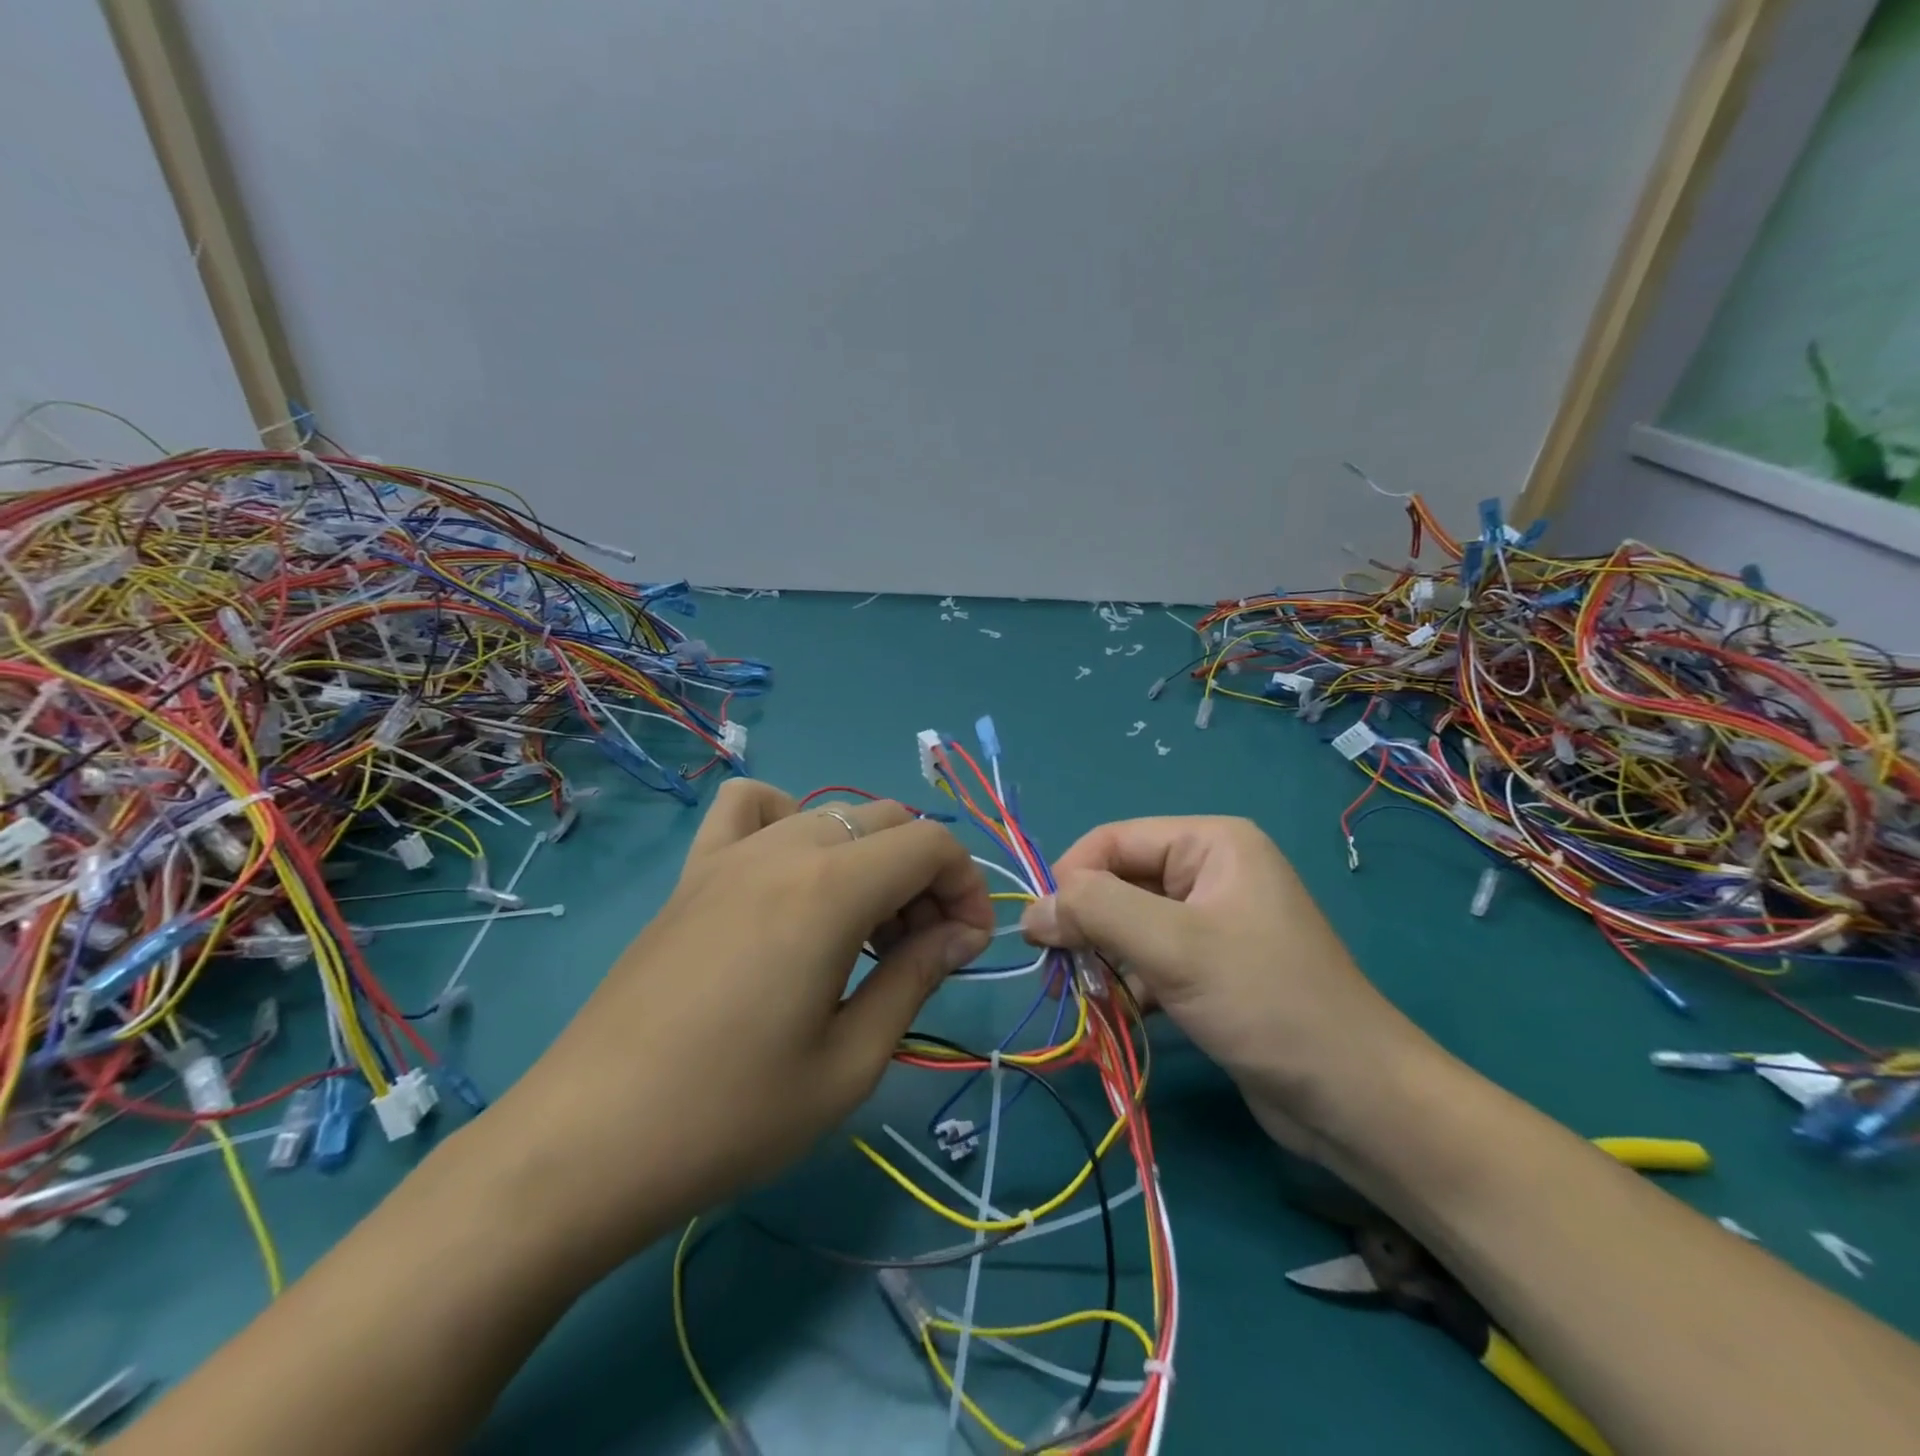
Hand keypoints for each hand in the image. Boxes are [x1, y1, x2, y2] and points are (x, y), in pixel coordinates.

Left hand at [481, 781, 992, 1272]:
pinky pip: (749, 809)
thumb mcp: (849, 1063)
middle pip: (886, 822)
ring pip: (830, 814)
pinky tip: (786, 879)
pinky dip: (788, 822)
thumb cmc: (731, 1115)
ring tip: (861, 926)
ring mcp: (729, 855)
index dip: (967, 886)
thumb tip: (960, 934)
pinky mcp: (691, 875)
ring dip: (868, 856)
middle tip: (920, 951)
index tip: (967, 949)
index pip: (930, 845)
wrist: (586, 1144)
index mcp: (829, 890)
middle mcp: (783, 849)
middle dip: (925, 877)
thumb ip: (914, 979)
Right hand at [1019, 816, 1436, 1157]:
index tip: (1043, 933)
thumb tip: (1030, 910)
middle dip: (1087, 925)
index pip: (1113, 841)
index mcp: (1211, 843)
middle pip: (1120, 882)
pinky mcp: (1212, 969)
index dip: (1071, 879)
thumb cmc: (1265, 1002)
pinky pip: (1150, 960)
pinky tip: (1120, 1015)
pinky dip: (1128, 983)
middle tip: (1063, 973)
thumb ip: (1095, 912)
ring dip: (1103, 959)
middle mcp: (1211, 872)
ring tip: (1092, 1000)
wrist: (1356, 1100)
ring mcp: (1213, 922)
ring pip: (1130, 924)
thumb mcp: (1173, 946)